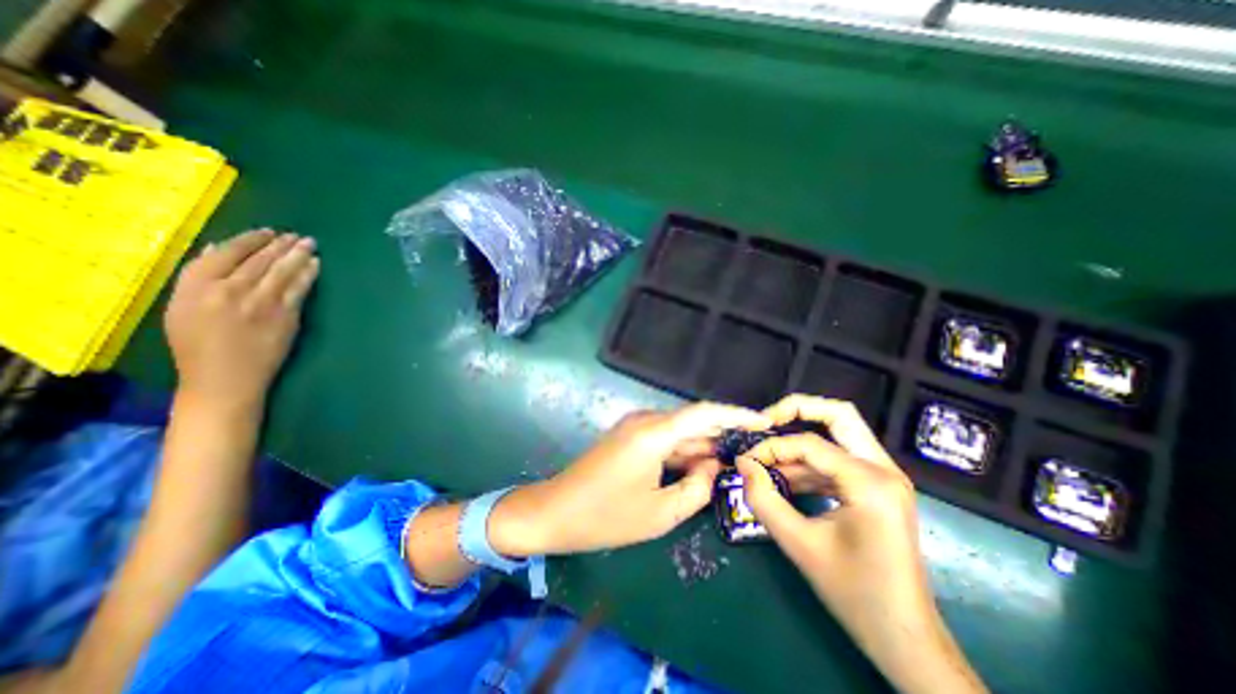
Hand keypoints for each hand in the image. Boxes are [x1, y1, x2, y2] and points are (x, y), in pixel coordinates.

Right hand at [162, 227, 317, 410]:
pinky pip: (299, 289)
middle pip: (260, 260)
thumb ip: (199, 277)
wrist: (225, 378)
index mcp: (195, 286)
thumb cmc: (197, 346)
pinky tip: (316, 265)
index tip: (267, 231)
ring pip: (283, 271)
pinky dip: (308, 274)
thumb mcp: (181, 307)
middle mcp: (229, 289)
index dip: (250, 240)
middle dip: (281, 244)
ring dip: (299, 255)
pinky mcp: (286, 315)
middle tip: (297, 235)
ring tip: (309, 243)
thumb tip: (215, 248)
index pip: (227, 252)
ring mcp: (261, 303)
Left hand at [495, 401, 769, 552]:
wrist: (555, 511)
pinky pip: (665, 438)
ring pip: (679, 431)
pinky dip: (684, 450)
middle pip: (693, 420)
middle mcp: (645, 421)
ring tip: (733, 461)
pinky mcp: (628, 437)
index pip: (704, 413)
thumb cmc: (606, 517)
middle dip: (723, 434)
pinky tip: (700, 466)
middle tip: (753, 449)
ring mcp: (634, 427)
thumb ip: (697, 489)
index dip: (736, 414)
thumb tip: (712, 466)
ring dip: (703, 445)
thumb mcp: (660, 513)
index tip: (763, 421)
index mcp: (653, 433)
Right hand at [731, 395, 985, 692]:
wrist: (904, 638)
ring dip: (800, 441)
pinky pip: (839, 459)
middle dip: (796, 410)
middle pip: (839, 415)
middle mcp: (884, 469)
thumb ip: (763, 498)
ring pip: (839, 434)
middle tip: (764, 421)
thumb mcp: (798, 543)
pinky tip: (784, 478)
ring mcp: (884, 477)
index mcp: (870, 482)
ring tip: (767, 458)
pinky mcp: (877, 488)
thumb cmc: (853, 593)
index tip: (746, 460)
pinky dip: (810, 462)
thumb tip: (742, 463)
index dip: (772, 446)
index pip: (810, 443)